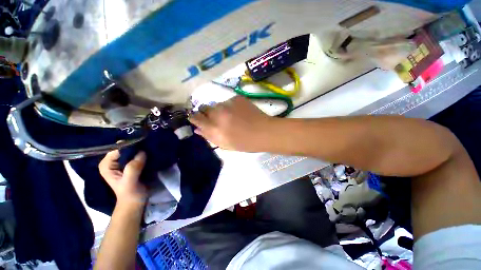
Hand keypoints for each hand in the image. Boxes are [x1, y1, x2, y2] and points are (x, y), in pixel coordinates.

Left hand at [99, 150, 146, 206]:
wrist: (136, 201)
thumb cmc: (130, 194)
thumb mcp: (130, 182)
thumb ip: (133, 168)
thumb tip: (142, 152)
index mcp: (107, 165)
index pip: (117, 149)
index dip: (129, 146)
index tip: (142, 145)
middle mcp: (113, 161)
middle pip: (125, 148)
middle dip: (136, 146)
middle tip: (148, 146)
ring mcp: (122, 162)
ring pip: (132, 150)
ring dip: (141, 149)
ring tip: (151, 148)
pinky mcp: (131, 164)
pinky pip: (137, 154)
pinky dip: (144, 153)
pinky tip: (151, 153)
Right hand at [189, 96, 273, 151]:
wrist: (264, 132)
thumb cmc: (245, 143)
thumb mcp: (225, 144)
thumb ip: (209, 136)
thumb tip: (197, 129)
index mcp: (214, 127)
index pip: (196, 118)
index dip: (195, 118)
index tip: (196, 119)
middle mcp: (218, 113)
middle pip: (204, 108)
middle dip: (207, 113)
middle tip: (216, 119)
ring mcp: (228, 103)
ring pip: (217, 104)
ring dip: (220, 110)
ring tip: (231, 117)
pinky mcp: (237, 98)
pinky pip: (228, 101)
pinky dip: (230, 107)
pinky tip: (239, 112)